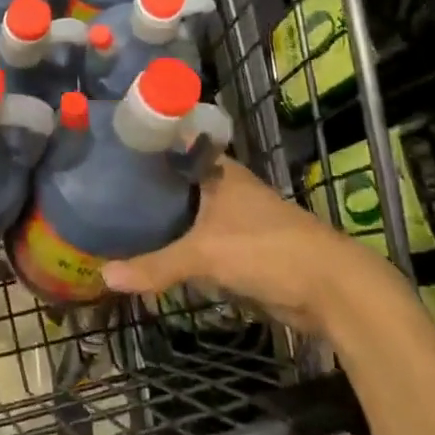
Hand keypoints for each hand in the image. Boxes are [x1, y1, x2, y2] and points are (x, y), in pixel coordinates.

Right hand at [100, 158, 360, 333]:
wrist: (331, 289)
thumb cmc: (266, 250)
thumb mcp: (204, 255)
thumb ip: (156, 266)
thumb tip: (104, 277)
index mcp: (218, 170)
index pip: (174, 145)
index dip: (145, 146)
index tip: (110, 149)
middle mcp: (226, 187)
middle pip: (179, 182)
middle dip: (148, 188)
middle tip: (103, 189)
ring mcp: (236, 218)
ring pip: (190, 213)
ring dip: (164, 220)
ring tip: (119, 219)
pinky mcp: (243, 248)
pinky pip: (201, 242)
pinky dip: (181, 247)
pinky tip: (153, 252)